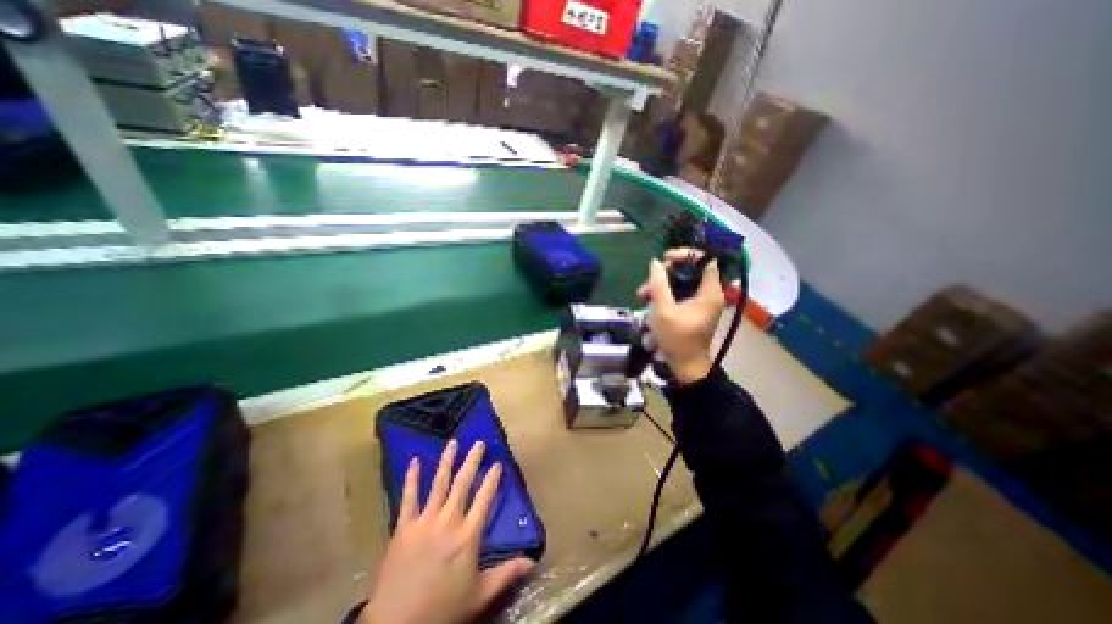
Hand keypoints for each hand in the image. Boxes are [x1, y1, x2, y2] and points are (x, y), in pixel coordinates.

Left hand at [360, 438, 533, 623]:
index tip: (498, 463)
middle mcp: (449, 520)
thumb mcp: (479, 595)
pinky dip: (411, 478)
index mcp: (468, 535)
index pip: (485, 498)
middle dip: (472, 461)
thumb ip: (506, 574)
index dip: (492, 479)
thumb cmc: (442, 609)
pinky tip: (414, 461)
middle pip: (463, 483)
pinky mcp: (404, 527)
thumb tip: (533, 562)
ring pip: (438, 483)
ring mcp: (425, 521)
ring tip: (453, 442)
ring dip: (446, 461)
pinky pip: (408, 497)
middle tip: (478, 442)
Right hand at [633, 249, 731, 383]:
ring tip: (641, 296)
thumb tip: (655, 263)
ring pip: (680, 284)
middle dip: (665, 274)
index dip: (686, 254)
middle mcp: (708, 295)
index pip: (706, 260)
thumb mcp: (663, 310)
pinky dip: (664, 297)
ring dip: (660, 286)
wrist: (685, 367)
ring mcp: (700, 303)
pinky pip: (678, 295)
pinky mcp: (692, 311)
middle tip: (648, 282)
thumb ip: (658, 284)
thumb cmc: (677, 339)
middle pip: (689, 271)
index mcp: (709, 292)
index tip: (666, 259)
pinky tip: (649, 305)